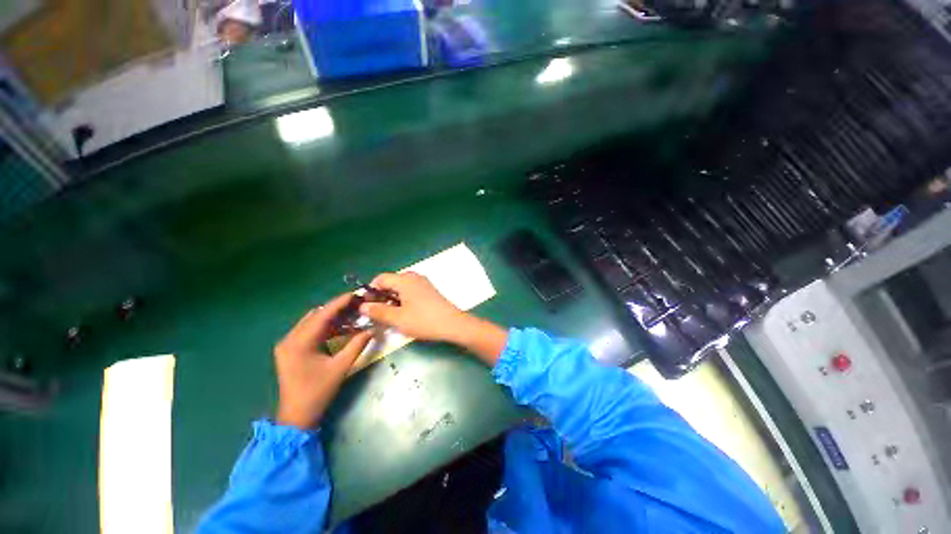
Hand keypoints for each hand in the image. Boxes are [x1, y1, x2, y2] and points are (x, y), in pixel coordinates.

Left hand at [274, 294, 372, 428]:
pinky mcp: (290, 349)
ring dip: (331, 317)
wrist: (296, 416)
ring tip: (352, 313)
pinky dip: (325, 327)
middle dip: (337, 308)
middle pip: (316, 315)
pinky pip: (309, 331)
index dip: (340, 303)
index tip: (356, 294)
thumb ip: (357, 345)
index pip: (322, 315)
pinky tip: (340, 327)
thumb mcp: (341, 367)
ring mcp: (287, 344)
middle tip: (357, 304)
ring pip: (312, 322)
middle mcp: (289, 339)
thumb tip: (372, 329)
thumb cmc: (318, 392)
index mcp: (299, 342)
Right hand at [359, 272, 465, 341]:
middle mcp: (414, 277)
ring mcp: (423, 283)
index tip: (366, 306)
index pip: (380, 278)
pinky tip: (403, 313)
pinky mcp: (429, 290)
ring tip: (389, 315)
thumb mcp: (398, 319)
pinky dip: (402, 299)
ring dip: (392, 298)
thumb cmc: (424, 320)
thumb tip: (363, 306)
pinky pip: (410, 290)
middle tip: (376, 312)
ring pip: (401, 287)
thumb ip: (378, 311)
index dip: (370, 291)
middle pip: (391, 281)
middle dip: (381, 295)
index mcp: (405, 280)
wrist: (453, 324)